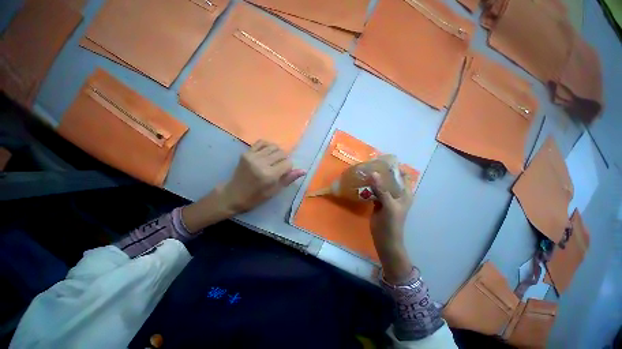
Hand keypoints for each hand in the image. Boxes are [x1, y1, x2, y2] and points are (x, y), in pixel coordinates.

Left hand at [221, 140, 305, 212]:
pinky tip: (268, 153)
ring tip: (274, 160)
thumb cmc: (256, 197)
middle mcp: (261, 163)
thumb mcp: (274, 191)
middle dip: (284, 159)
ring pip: (273, 146)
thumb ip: (289, 178)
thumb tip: (304, 170)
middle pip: (282, 153)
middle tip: (279, 167)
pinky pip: (261, 142)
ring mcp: (252, 156)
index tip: (284, 173)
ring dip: (277, 152)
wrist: (233, 194)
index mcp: (269, 175)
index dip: (289, 168)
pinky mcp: (246, 152)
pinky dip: (268, 146)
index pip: (288, 163)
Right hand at [369, 171, 413, 282]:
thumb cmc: (391, 223)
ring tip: (365, 171)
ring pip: (381, 185)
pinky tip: (362, 182)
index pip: (403, 176)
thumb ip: (382, 189)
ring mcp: (386, 198)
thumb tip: (373, 173)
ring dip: (375, 179)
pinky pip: (374, 191)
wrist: (385, 239)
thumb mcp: (389, 205)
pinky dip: (369, 187)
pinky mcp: (378, 202)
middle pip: (390, 179)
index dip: (396, 168)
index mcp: (404, 193)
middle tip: (371, 164)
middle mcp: (397, 193)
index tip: (384, 161)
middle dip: (382, 172)